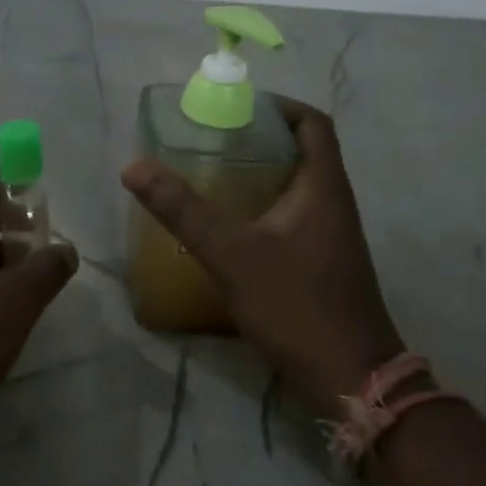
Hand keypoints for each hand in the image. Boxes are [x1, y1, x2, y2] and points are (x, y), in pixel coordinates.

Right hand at [122, 98, 402, 416]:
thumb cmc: (296, 305)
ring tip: (213, 175)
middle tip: (212, 139)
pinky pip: (294, 217)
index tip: (237, 107)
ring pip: (298, 186)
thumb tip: (134, 167)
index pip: (312, 123)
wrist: (351, 379)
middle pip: (303, 151)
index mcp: (323, 187)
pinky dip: (264, 208)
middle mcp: (334, 203)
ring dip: (261, 174)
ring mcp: (332, 236)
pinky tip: (230, 227)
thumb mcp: (231, 253)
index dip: (279, 106)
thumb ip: (183, 210)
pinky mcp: (324, 263)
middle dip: (260, 139)